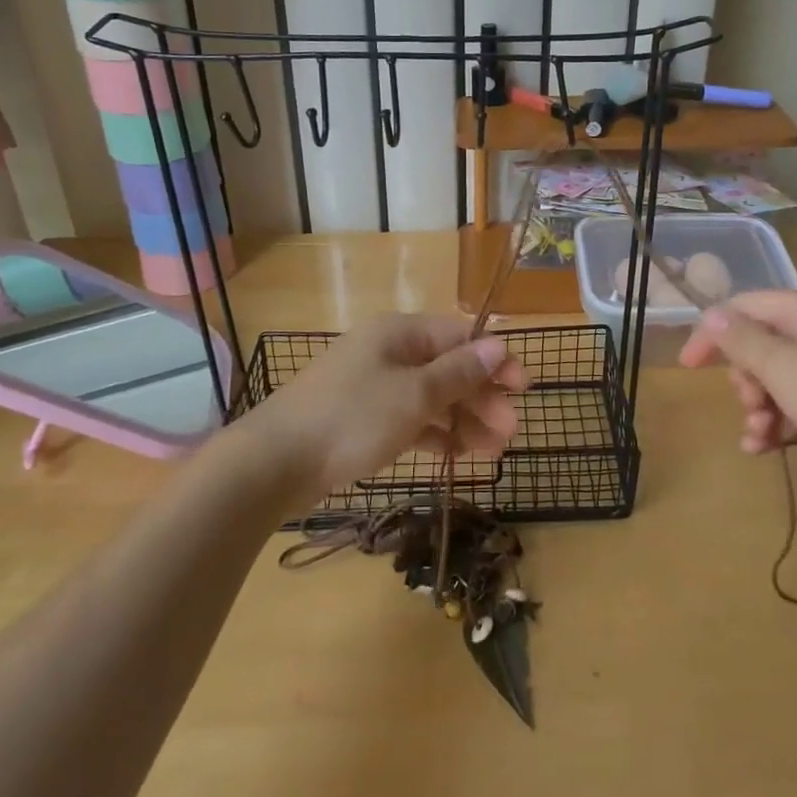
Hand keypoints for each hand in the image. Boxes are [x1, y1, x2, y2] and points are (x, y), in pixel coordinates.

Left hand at [255, 315, 528, 495]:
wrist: (274, 463)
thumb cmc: (351, 418)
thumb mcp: (414, 395)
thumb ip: (459, 372)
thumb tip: (498, 346)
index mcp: (401, 333)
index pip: (461, 336)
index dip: (495, 359)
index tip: (523, 389)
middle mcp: (390, 353)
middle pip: (449, 367)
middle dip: (482, 397)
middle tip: (510, 432)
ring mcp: (375, 386)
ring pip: (432, 397)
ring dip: (464, 420)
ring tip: (492, 452)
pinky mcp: (363, 419)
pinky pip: (411, 419)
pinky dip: (436, 434)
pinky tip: (458, 456)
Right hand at [678, 290, 796, 500]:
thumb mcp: (784, 369)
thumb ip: (742, 341)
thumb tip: (712, 314)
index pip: (744, 307)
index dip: (712, 333)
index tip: (688, 368)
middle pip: (762, 344)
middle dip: (745, 379)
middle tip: (750, 406)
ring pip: (781, 378)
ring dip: (761, 407)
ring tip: (759, 438)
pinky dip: (784, 421)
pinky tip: (771, 449)